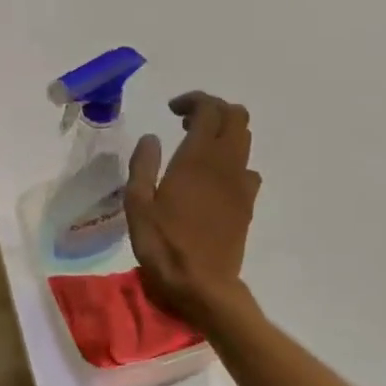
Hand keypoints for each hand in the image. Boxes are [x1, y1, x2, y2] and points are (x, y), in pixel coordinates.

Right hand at [125, 92, 260, 324]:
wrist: (202, 284)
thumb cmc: (162, 244)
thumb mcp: (137, 204)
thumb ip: (143, 165)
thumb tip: (152, 138)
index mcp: (197, 158)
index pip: (209, 109)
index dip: (193, 101)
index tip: (172, 111)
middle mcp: (225, 164)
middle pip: (236, 117)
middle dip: (213, 111)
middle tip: (186, 123)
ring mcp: (241, 184)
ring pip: (245, 140)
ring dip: (224, 133)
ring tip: (196, 148)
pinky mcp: (247, 204)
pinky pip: (247, 169)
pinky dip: (232, 161)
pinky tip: (212, 180)